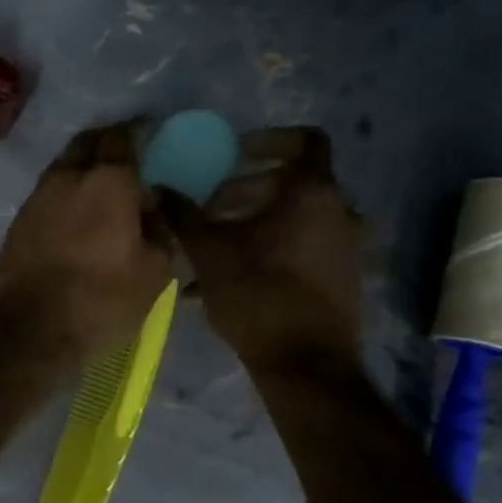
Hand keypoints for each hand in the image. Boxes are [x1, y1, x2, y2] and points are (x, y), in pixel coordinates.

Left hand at [0, 123, 173, 361]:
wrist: (29, 331)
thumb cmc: (101, 301)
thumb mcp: (155, 273)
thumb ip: (160, 231)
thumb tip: (152, 208)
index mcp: (106, 181)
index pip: (122, 136)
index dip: (138, 130)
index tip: (151, 133)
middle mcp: (66, 178)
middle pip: (86, 143)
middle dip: (106, 143)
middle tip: (125, 157)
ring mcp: (35, 200)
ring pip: (62, 168)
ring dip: (81, 170)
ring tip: (100, 190)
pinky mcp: (15, 224)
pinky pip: (46, 196)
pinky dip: (64, 196)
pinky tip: (75, 216)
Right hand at [162, 127, 363, 379]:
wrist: (304, 362)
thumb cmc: (257, 293)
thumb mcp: (208, 251)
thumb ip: (183, 215)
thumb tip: (159, 188)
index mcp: (311, 193)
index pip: (303, 140)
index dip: (266, 140)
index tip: (232, 156)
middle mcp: (337, 211)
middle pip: (289, 183)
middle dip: (243, 191)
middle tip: (208, 211)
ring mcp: (343, 245)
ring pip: (292, 219)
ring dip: (252, 224)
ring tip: (211, 247)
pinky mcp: (338, 276)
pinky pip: (299, 247)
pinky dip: (267, 249)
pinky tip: (227, 280)